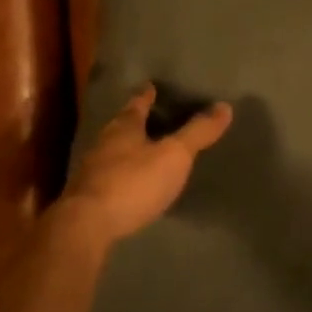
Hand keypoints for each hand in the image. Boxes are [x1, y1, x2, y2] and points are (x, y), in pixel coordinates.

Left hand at [59, 84, 231, 247]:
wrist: (86, 225)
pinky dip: (120, 175)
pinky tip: (129, 185)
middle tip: (150, 117)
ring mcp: (92, 170)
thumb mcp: (173, 156)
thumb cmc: (132, 182)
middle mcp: (104, 142)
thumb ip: (197, 133)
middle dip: (135, 121)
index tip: (151, 86)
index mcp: (124, 127)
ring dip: (126, 149)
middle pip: (121, 125)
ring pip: (112, 150)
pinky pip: (107, 176)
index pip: (137, 103)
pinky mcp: (87, 197)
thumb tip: (224, 106)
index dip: (146, 95)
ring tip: (142, 150)